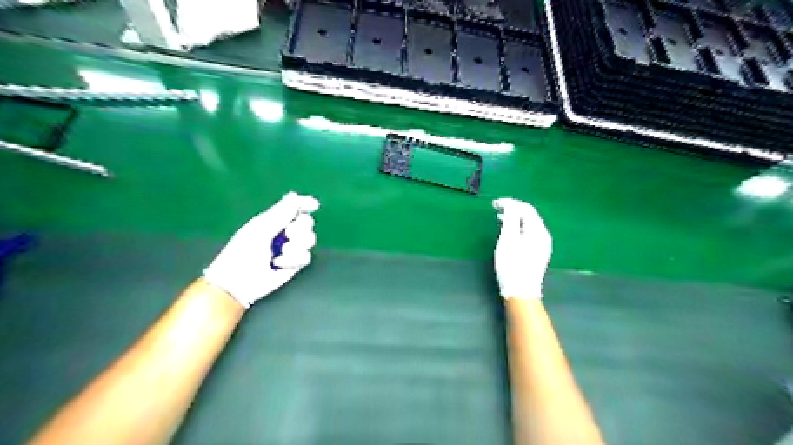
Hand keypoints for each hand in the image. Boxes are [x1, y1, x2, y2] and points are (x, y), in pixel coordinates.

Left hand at [202, 192, 318, 308]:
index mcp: (273, 220)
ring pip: (309, 239)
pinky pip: (306, 256)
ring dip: (297, 245)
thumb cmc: (243, 252)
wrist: (239, 282)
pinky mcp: (294, 264)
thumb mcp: (261, 229)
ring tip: (283, 252)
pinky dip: (294, 260)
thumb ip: (281, 213)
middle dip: (300, 228)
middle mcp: (284, 232)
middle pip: (306, 223)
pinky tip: (279, 264)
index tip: (313, 205)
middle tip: (289, 234)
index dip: (304, 204)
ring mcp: (290, 248)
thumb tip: (295, 195)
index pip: (294, 207)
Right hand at [495, 198, 552, 299]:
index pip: (526, 208)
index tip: (494, 203)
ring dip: (514, 218)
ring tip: (499, 218)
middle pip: (529, 216)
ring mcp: (542, 245)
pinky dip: (518, 228)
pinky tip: (508, 232)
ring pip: (528, 225)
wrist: (521, 291)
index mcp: (538, 230)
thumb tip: (510, 204)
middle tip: (496, 208)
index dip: (511, 203)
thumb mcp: (508, 239)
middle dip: (513, 209)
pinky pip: (528, 234)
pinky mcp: (537, 253)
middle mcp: (543, 236)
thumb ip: (510, 218)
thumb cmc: (512, 264)